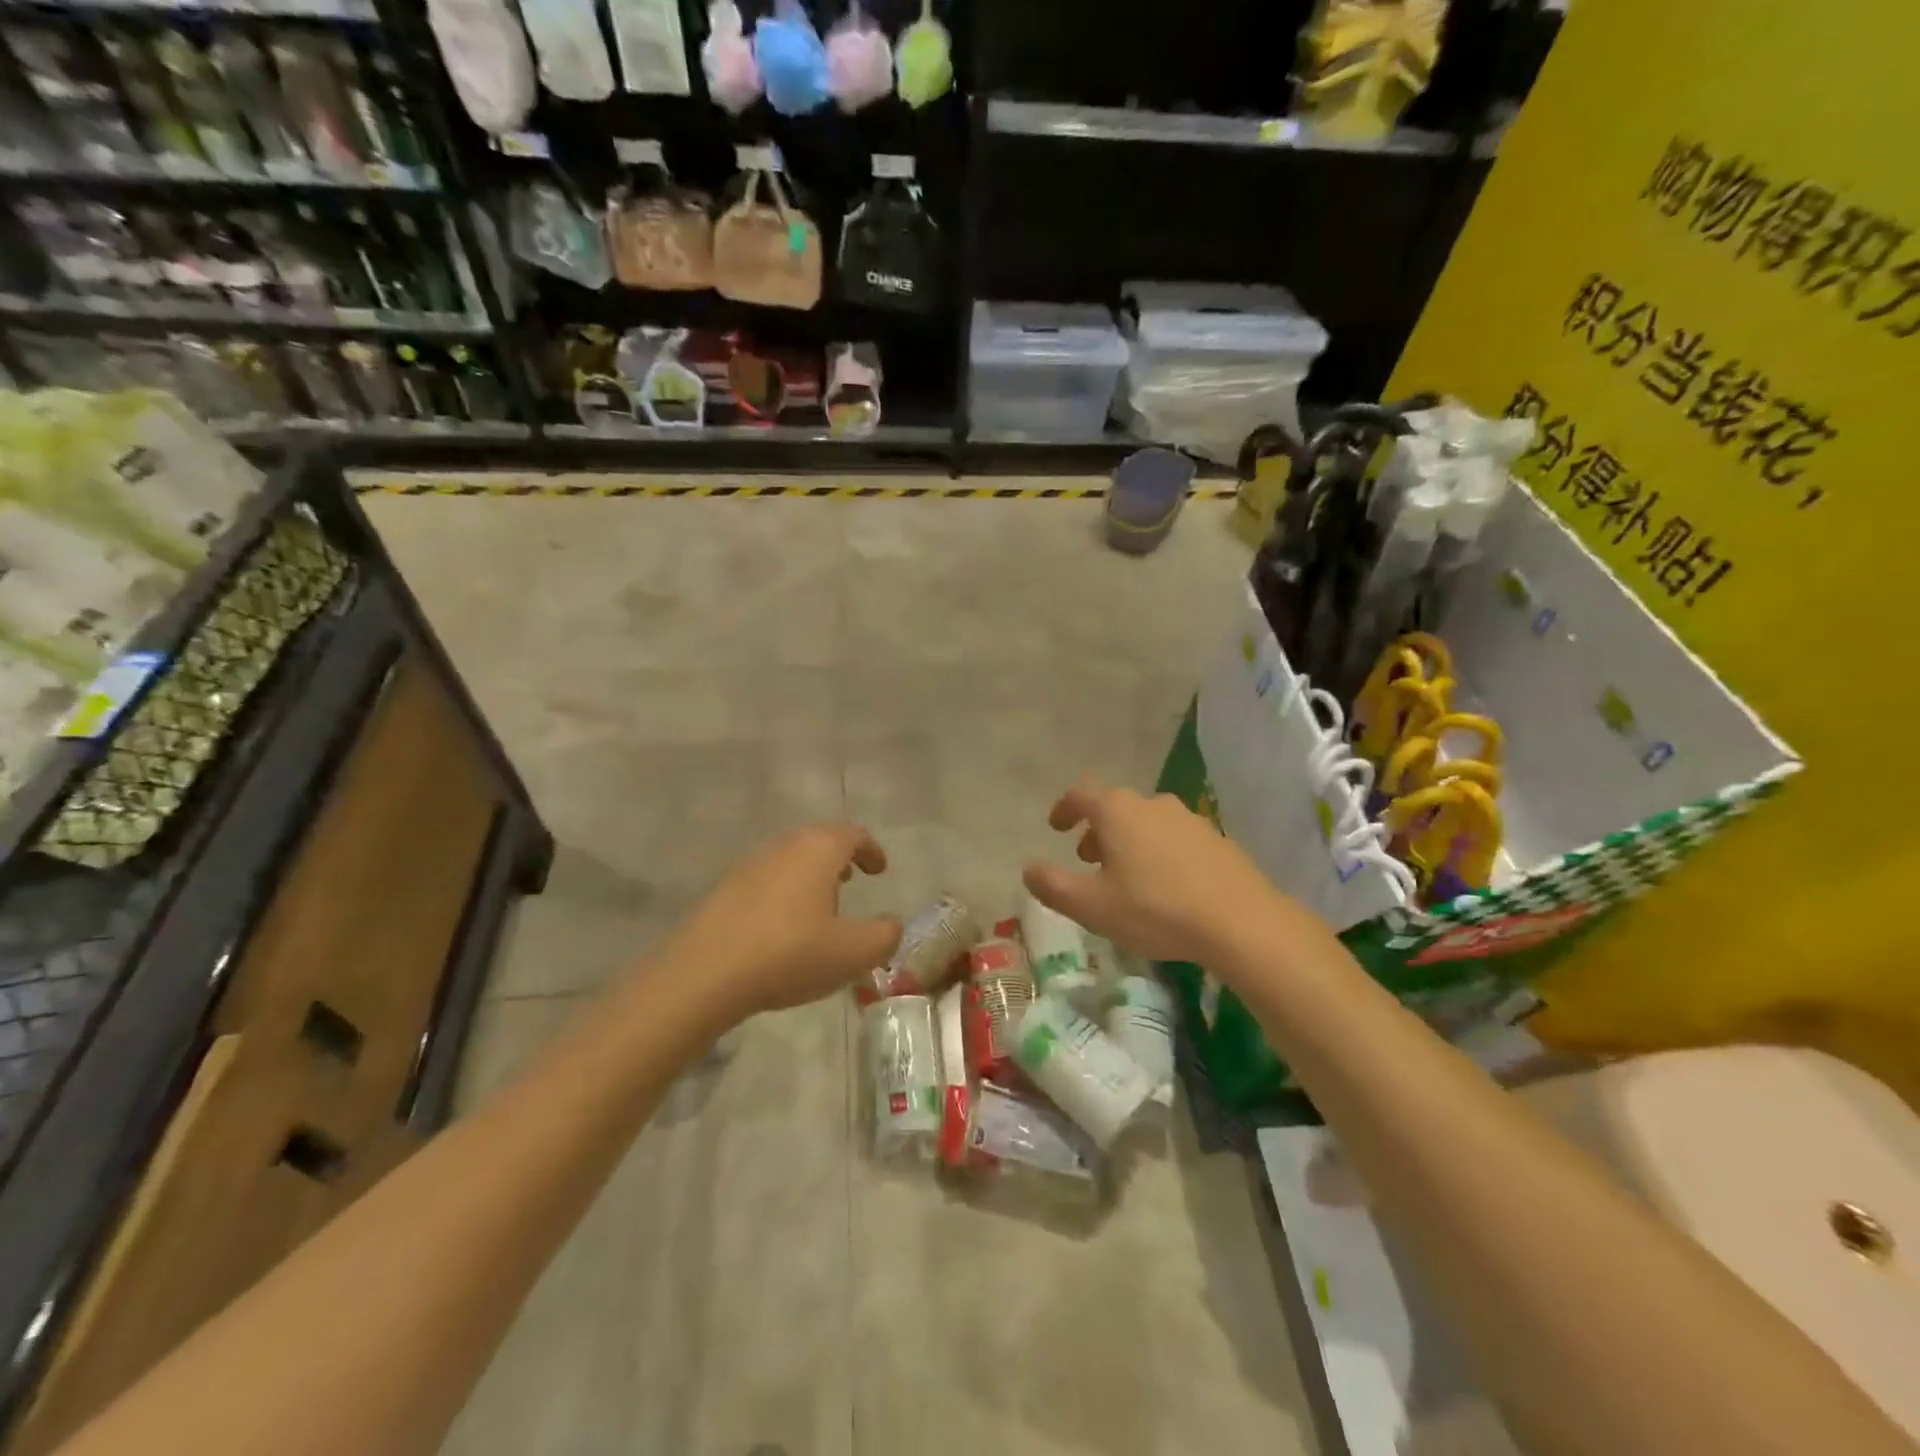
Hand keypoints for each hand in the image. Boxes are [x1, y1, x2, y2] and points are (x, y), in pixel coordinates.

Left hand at [664, 823, 901, 1021]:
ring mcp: (749, 865)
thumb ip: (884, 936)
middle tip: (850, 881)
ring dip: (809, 876)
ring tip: (819, 907)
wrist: (705, 974)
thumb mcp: (853, 953)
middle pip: (818, 840)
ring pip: (789, 859)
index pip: (853, 834)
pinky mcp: (724, 889)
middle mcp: (784, 846)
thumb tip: (891, 924)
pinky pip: (766, 880)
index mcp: (818, 850)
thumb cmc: (789, 954)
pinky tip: (782, 927)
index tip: (879, 870)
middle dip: (838, 858)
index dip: (871, 850)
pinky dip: (783, 892)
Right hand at [1021, 776, 1295, 964]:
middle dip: (1096, 830)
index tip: (1056, 827)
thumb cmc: (1155, 909)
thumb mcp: (1092, 906)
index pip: (1081, 793)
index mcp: (1118, 812)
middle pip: (1115, 807)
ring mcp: (1189, 819)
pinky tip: (1165, 886)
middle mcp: (1153, 804)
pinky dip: (1159, 853)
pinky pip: (1174, 838)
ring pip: (1146, 822)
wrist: (1241, 921)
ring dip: (1128, 842)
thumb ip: (1053, 886)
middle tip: (1088, 860)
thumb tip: (1028, 869)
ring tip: (1126, 877)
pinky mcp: (1217, 839)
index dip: (1064, 807)